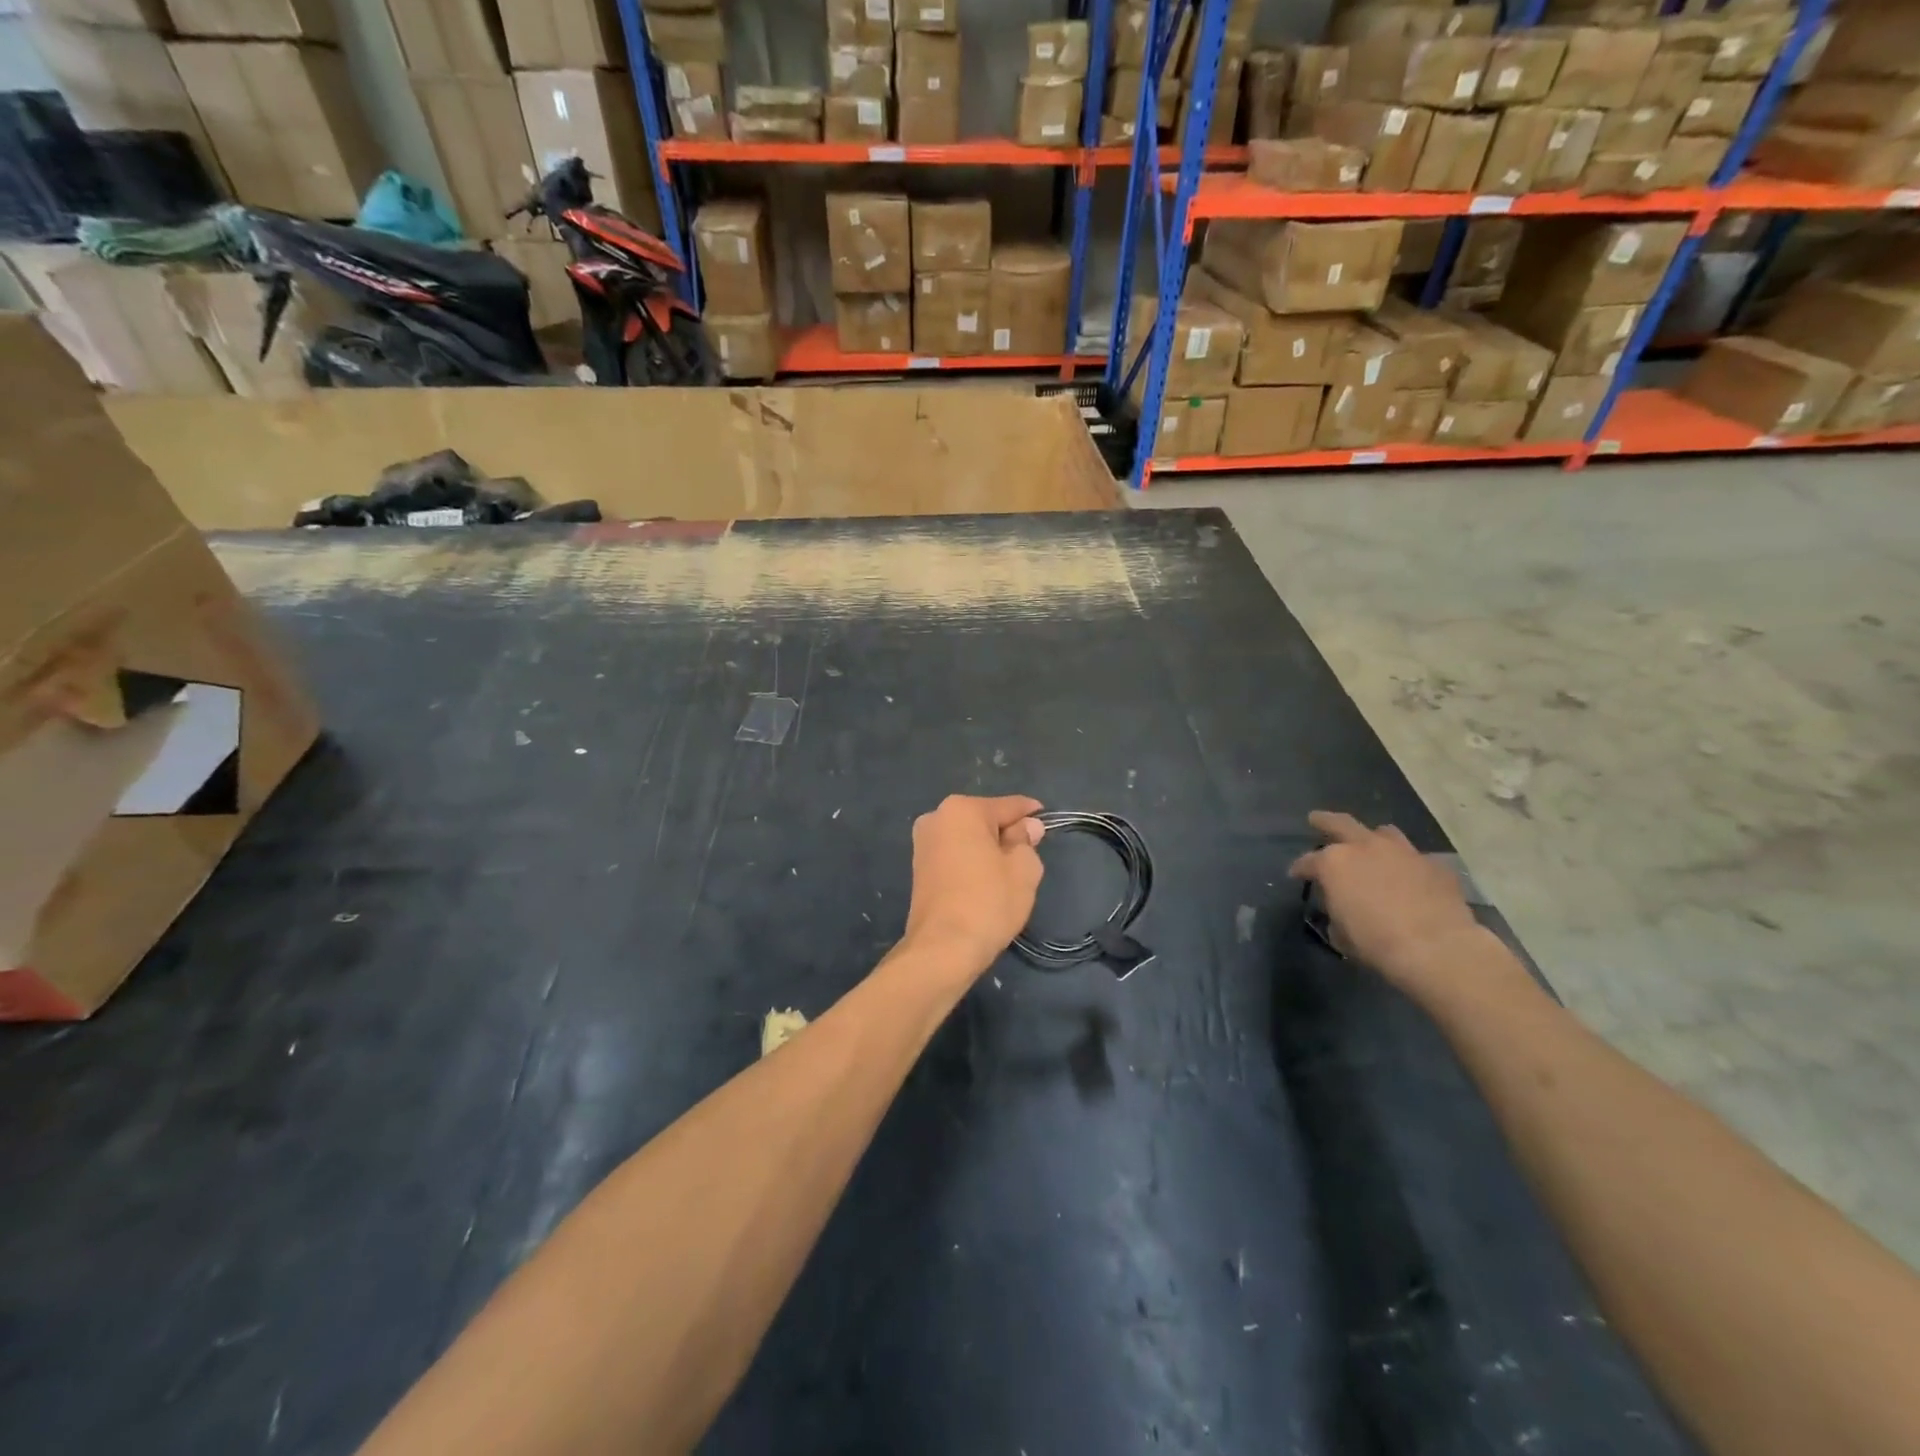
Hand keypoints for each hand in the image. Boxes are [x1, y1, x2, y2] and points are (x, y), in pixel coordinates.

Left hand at [902, 795, 1046, 974]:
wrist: (943, 948)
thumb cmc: (988, 901)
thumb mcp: (1023, 868)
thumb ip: (1026, 841)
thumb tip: (1026, 827)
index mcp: (962, 809)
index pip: (1008, 806)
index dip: (1030, 813)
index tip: (1046, 819)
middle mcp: (936, 817)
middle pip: (985, 819)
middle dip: (1006, 832)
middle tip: (1029, 853)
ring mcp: (923, 843)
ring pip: (968, 838)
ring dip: (988, 848)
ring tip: (1008, 872)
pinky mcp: (918, 868)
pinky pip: (955, 854)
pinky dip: (971, 862)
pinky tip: (985, 882)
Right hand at [1288, 811, 1484, 989]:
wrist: (1436, 948)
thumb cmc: (1376, 942)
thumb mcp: (1341, 933)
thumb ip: (1336, 911)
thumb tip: (1341, 908)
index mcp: (1334, 863)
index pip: (1308, 861)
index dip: (1300, 868)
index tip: (1295, 874)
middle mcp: (1365, 847)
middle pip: (1340, 823)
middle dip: (1325, 821)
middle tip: (1316, 819)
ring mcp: (1403, 852)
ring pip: (1383, 832)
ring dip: (1373, 838)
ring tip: (1370, 845)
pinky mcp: (1434, 864)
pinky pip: (1416, 858)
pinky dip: (1408, 865)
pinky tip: (1410, 878)